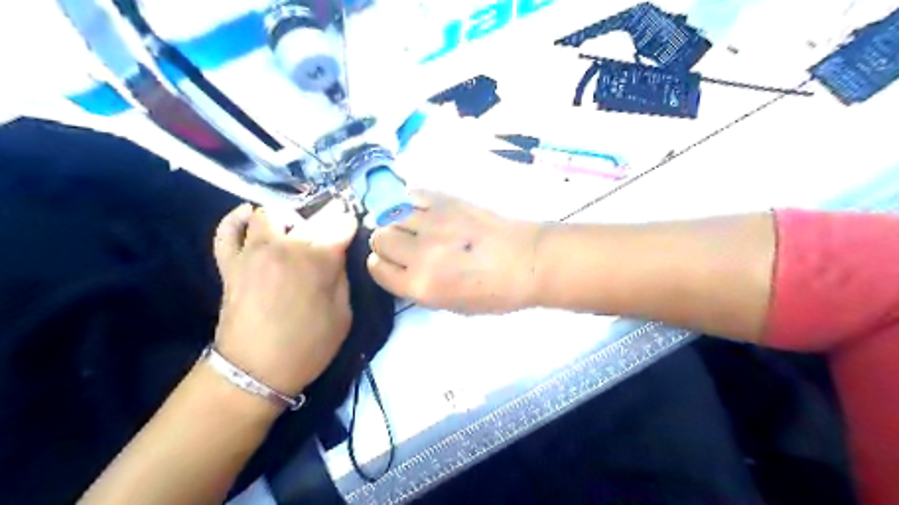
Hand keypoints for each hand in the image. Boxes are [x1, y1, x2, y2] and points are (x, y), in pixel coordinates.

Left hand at [213, 202, 355, 398]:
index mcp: (319, 259)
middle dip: (326, 219)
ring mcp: (253, 251)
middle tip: (330, 237)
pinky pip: (227, 230)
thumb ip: (343, 276)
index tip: (353, 230)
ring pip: (270, 214)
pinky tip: (248, 214)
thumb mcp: (344, 314)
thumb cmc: (308, 346)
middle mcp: (286, 245)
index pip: (341, 222)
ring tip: (295, 233)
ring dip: (287, 219)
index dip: (350, 224)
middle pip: (310, 215)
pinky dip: (236, 219)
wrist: (255, 372)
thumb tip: (338, 254)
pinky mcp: (230, 262)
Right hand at [365, 192, 539, 313]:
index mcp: (421, 286)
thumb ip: (420, 288)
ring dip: (398, 222)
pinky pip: (411, 194)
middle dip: (387, 243)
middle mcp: (419, 254)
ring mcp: (431, 223)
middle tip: (405, 245)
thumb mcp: (452, 306)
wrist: (528, 261)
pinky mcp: (445, 200)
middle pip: (380, 238)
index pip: (378, 269)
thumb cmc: (495, 292)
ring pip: (391, 215)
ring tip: (415, 226)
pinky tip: (422, 209)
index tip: (391, 263)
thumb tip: (404, 268)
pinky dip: (410, 201)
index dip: (382, 266)